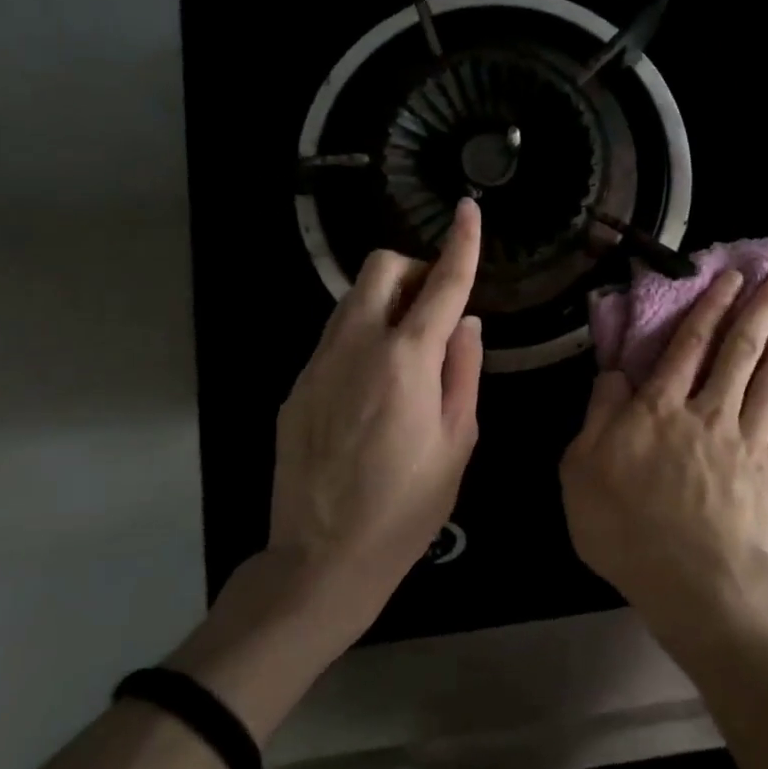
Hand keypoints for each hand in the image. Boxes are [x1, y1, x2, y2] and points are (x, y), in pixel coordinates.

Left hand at [267, 197, 484, 639]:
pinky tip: (375, 386)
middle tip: (437, 308)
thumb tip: (466, 323)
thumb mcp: (458, 440)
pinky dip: (364, 336)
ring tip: (409, 350)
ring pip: (354, 298)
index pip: (442, 283)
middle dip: (414, 269)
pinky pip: (336, 337)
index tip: (470, 209)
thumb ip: (464, 370)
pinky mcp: (297, 385)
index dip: (461, 243)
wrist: (322, 559)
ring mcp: (318, 364)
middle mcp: (357, 346)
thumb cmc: (408, 505)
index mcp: (406, 360)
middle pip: (381, 267)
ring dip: (388, 301)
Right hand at [560, 265, 767, 651]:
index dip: (710, 308)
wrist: (696, 581)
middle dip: (760, 307)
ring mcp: (744, 439)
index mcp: (659, 408)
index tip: (731, 278)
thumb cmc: (627, 527)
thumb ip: (599, 415)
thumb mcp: (582, 470)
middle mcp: (706, 411)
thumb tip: (615, 374)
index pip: (688, 346)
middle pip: (738, 350)